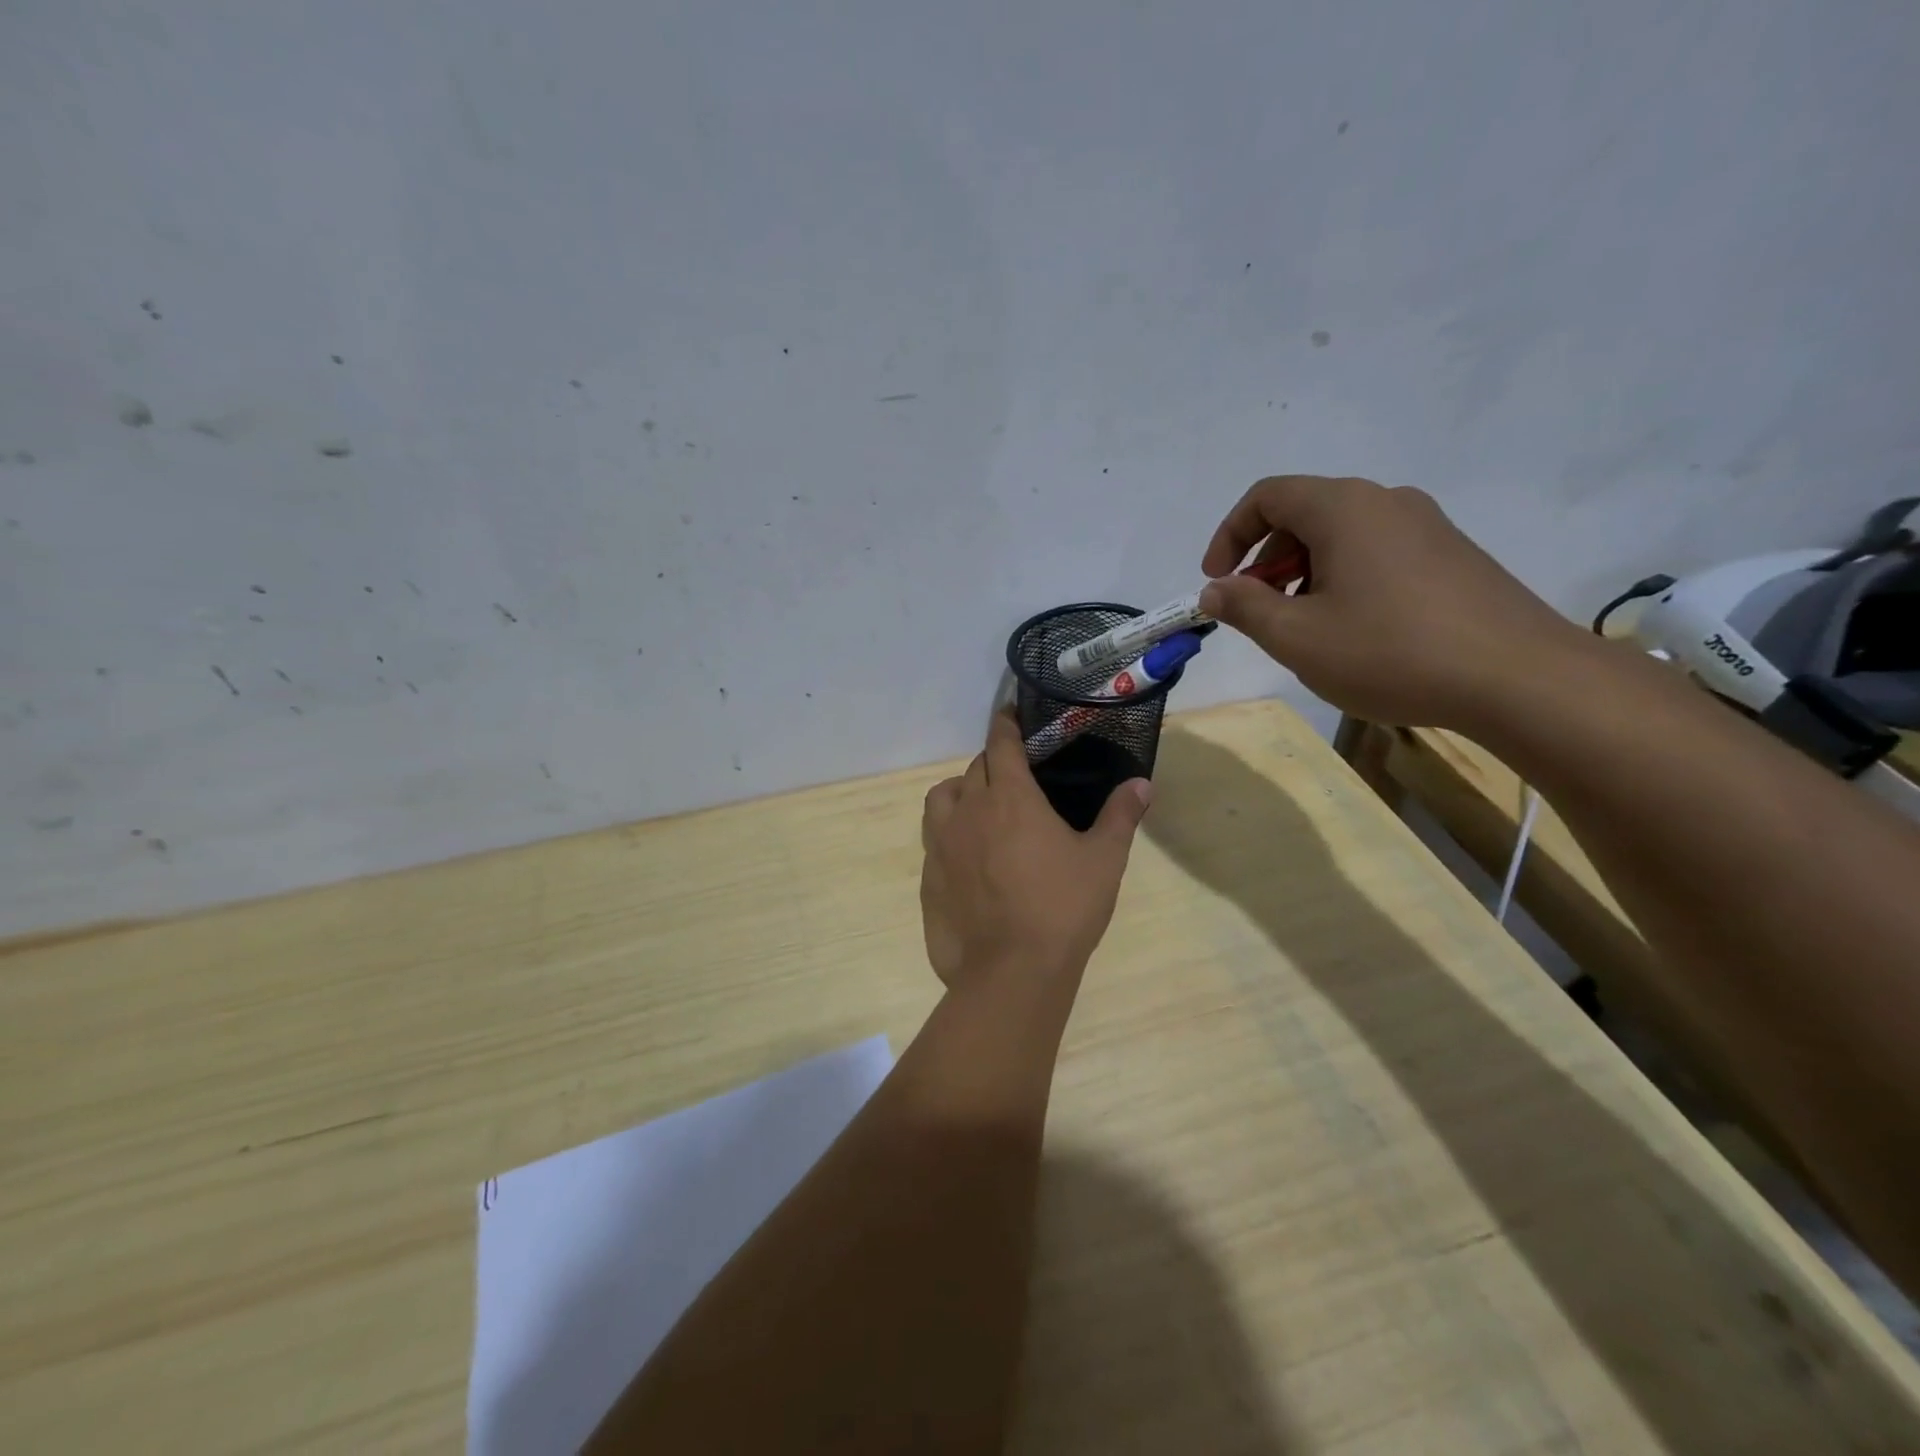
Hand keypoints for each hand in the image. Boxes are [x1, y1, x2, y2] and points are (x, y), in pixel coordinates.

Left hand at [920, 711, 1152, 991]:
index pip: (1001, 745)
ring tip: (980, 807)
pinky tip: (968, 855)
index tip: (1009, 714)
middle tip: (1013, 775)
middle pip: (973, 769)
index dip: (1005, 725)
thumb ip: (1120, 816)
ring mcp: (942, 845)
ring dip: (960, 792)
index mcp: (1010, 798)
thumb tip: (1142, 783)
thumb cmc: (1063, 908)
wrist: (1012, 972)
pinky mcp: (928, 877)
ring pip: (942, 798)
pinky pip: (933, 838)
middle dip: (991, 762)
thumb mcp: (1103, 860)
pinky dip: (948, 832)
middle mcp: (969, 811)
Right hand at [1198, 475, 1589, 730]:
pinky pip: (1378, 553)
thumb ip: (1244, 607)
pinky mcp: (1452, 555)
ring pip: (1342, 536)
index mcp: (1344, 508)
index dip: (1229, 535)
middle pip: (1304, 513)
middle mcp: (1386, 502)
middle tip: (1258, 611)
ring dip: (1304, 573)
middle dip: (1266, 560)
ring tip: (1305, 628)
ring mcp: (1427, 526)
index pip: (1267, 496)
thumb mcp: (1296, 637)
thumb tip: (1215, 590)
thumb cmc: (1390, 652)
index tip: (1217, 582)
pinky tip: (1355, 631)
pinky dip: (1344, 580)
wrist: (1518, 678)